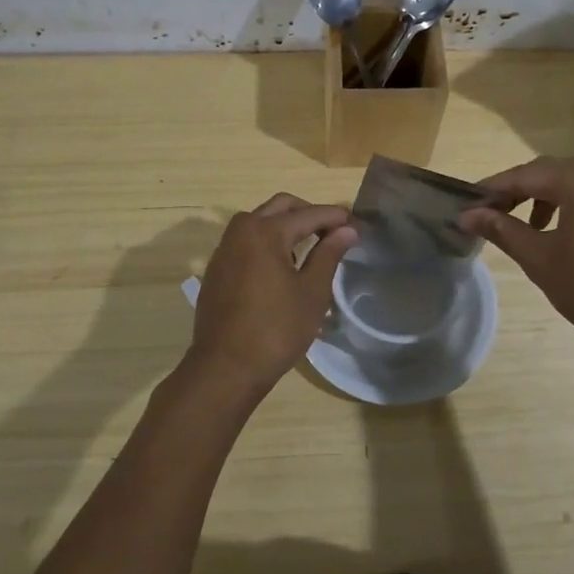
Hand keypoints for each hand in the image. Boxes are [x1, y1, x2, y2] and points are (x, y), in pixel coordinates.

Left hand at [181, 194, 357, 403]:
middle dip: (309, 213)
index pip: (309, 214)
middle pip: (280, 206)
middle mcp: (241, 231)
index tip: (357, 225)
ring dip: (284, 224)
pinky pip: (245, 241)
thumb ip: (329, 254)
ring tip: (308, 248)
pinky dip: (265, 241)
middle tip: (333, 231)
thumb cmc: (276, 329)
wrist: (226, 367)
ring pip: (258, 221)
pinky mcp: (216, 269)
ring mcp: (224, 250)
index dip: (336, 217)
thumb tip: (347, 229)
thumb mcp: (312, 292)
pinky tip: (280, 267)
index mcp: (266, 232)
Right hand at [460, 157, 573, 366]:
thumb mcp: (541, 260)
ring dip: (557, 199)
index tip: (468, 204)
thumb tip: (468, 215)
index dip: (494, 189)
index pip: (526, 175)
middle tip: (497, 215)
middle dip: (524, 192)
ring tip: (538, 229)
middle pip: (558, 173)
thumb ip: (503, 230)